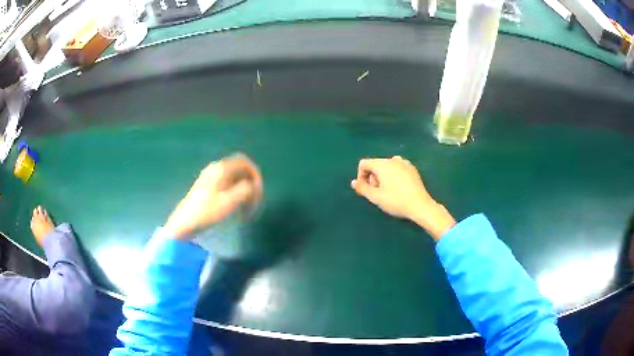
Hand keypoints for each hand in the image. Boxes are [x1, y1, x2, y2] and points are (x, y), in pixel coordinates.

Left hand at [163, 154, 262, 239]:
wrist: (184, 222)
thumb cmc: (207, 211)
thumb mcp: (230, 201)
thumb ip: (246, 189)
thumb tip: (253, 186)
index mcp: (221, 168)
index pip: (245, 162)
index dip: (256, 175)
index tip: (259, 191)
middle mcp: (216, 169)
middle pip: (240, 171)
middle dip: (251, 185)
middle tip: (255, 202)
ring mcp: (211, 177)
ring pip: (235, 179)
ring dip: (244, 191)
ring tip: (246, 209)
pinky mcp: (208, 187)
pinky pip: (228, 185)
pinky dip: (236, 194)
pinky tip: (235, 208)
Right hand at [351, 156, 455, 239]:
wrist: (420, 205)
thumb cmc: (396, 201)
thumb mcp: (376, 197)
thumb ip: (362, 188)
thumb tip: (353, 182)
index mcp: (382, 164)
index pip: (363, 163)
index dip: (360, 176)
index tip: (366, 189)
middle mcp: (393, 159)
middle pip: (375, 164)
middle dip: (372, 177)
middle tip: (377, 192)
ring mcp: (404, 162)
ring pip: (386, 166)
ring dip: (382, 176)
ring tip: (387, 190)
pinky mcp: (412, 168)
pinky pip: (397, 168)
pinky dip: (393, 175)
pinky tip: (399, 188)